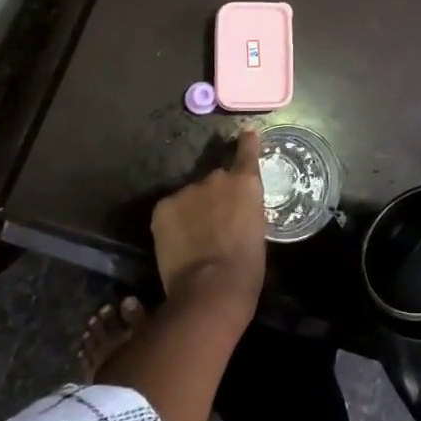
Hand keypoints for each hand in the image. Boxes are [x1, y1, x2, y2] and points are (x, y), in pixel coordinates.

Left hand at [151, 129, 266, 316]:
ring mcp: (187, 189)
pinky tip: (177, 244)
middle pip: (215, 180)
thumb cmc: (247, 268)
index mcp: (246, 183)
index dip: (247, 142)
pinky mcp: (163, 206)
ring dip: (193, 210)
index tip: (247, 132)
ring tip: (194, 239)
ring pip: (190, 197)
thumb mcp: (257, 231)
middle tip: (215, 223)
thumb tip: (233, 213)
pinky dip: (174, 222)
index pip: (247, 151)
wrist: (211, 288)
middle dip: (214, 196)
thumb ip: (245, 211)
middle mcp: (216, 177)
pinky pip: (171, 209)